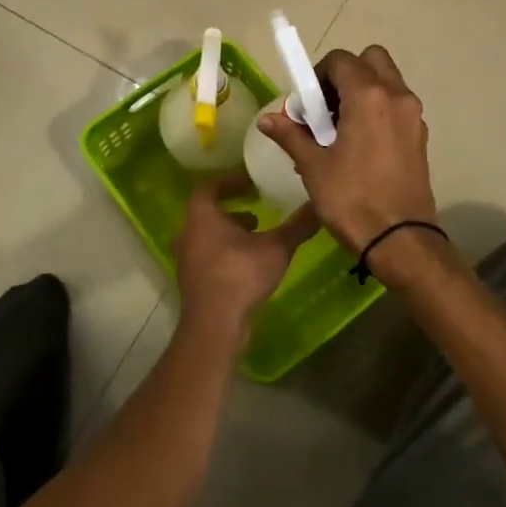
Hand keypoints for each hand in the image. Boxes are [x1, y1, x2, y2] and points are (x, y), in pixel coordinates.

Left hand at [172, 172, 318, 349]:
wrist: (215, 324)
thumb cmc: (241, 275)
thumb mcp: (276, 247)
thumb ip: (297, 225)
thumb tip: (319, 204)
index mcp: (201, 215)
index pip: (210, 186)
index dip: (231, 181)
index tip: (252, 182)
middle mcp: (188, 232)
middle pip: (207, 211)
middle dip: (232, 209)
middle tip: (256, 209)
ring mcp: (186, 258)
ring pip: (207, 235)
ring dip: (229, 232)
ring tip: (256, 235)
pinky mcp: (192, 280)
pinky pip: (207, 255)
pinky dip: (225, 251)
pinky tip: (248, 262)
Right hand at [255, 45, 437, 258]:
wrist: (400, 239)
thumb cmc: (352, 199)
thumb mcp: (314, 166)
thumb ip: (291, 135)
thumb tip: (267, 119)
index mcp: (368, 96)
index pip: (341, 60)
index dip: (318, 74)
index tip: (307, 102)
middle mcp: (397, 96)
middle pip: (371, 60)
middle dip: (347, 74)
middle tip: (327, 106)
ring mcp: (413, 116)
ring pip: (388, 82)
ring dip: (363, 92)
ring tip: (341, 129)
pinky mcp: (420, 136)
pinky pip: (397, 106)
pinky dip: (378, 110)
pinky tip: (361, 145)